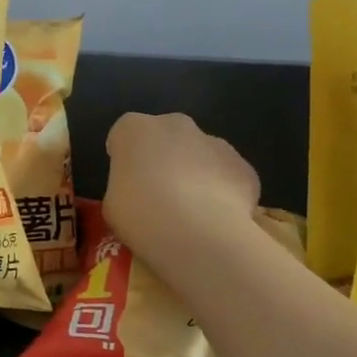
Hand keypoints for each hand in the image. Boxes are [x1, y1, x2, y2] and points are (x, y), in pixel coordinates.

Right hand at [102, 112, 260, 267]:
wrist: (196, 232)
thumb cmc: (139, 215)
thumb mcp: (113, 204)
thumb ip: (124, 188)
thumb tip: (138, 194)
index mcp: (134, 129)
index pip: (125, 135)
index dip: (126, 158)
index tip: (127, 183)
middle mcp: (175, 124)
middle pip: (167, 137)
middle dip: (164, 159)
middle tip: (159, 195)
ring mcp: (214, 142)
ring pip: (202, 154)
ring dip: (196, 174)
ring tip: (192, 213)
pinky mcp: (244, 166)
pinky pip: (228, 176)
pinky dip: (224, 193)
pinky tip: (217, 220)